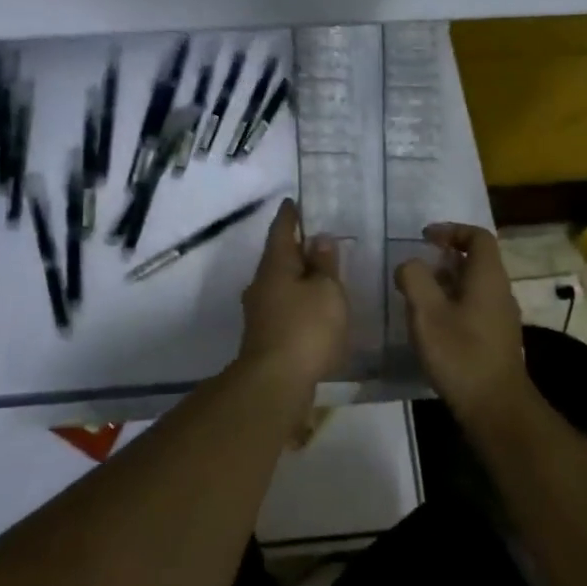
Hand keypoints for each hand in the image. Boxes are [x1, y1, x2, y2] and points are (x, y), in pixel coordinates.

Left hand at [237, 200, 348, 391]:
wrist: (275, 383)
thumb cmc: (306, 328)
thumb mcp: (326, 291)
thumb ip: (324, 264)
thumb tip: (318, 239)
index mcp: (275, 266)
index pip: (282, 231)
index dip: (290, 216)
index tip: (293, 202)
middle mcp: (261, 284)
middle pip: (279, 258)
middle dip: (296, 248)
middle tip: (317, 239)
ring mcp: (260, 312)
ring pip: (280, 284)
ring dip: (298, 278)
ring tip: (321, 275)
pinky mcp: (266, 336)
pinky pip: (284, 307)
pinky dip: (299, 302)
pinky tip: (314, 310)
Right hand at [395, 222, 533, 422]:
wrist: (495, 406)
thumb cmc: (460, 354)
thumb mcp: (427, 312)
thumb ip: (414, 279)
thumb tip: (409, 265)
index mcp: (488, 277)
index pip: (478, 236)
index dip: (452, 230)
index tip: (424, 238)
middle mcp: (500, 291)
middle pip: (476, 260)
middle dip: (445, 257)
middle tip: (416, 266)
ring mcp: (501, 316)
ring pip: (474, 285)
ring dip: (447, 281)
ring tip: (418, 294)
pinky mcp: (496, 338)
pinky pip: (475, 306)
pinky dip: (453, 302)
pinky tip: (432, 323)